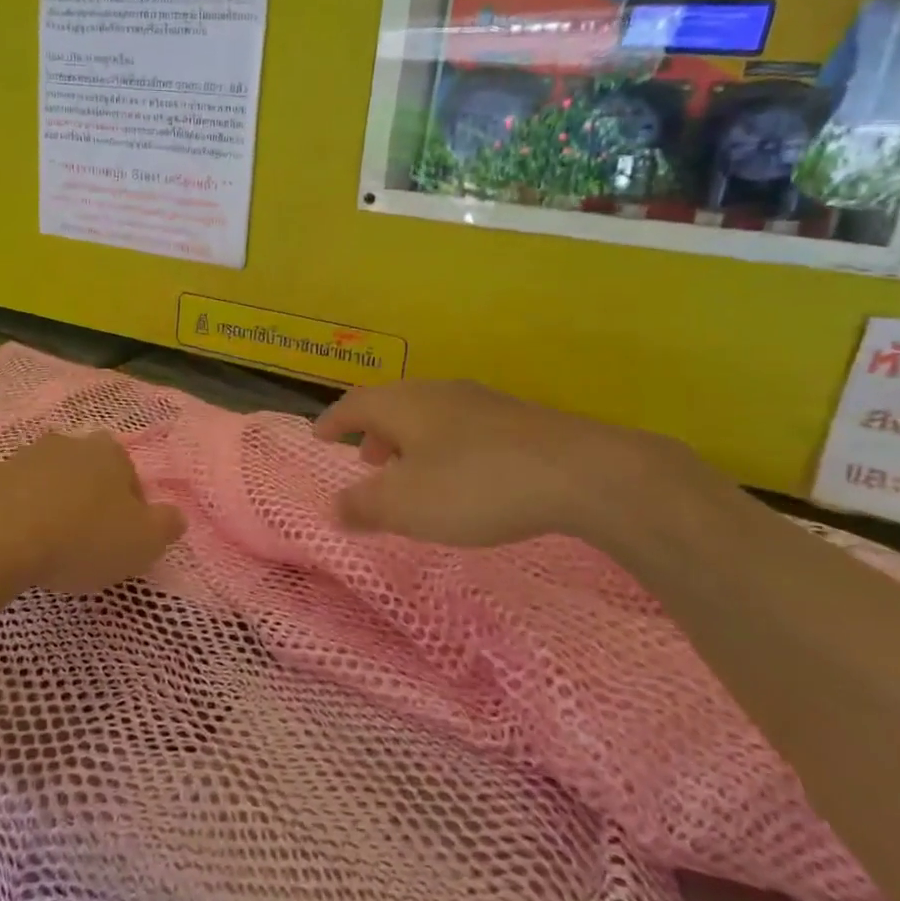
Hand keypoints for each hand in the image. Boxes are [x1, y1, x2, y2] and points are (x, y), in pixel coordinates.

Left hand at [0, 433, 185, 597]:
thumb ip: (167, 525)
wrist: (0, 539)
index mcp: (110, 453)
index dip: (132, 508)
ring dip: (49, 496)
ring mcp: (23, 456)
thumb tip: (174, 516)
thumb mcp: (144, 542)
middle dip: (90, 495)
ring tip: (47, 538)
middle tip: (87, 538)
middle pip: (87, 469)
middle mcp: (68, 443)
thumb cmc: (82, 538)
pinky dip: (2, 497)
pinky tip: (2, 523)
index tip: (124, 539)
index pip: (131, 476)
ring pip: (45, 474)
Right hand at [312, 380, 706, 550]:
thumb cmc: (474, 485)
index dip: (332, 421)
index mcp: (403, 404)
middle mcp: (438, 393)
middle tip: (366, 461)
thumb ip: (362, 506)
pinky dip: (443, 448)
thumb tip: (332, 507)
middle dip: (373, 432)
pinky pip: (462, 429)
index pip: (354, 404)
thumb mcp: (405, 505)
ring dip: (409, 442)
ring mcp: (482, 403)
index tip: (318, 435)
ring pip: (429, 416)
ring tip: (410, 473)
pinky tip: (461, 478)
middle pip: (393, 405)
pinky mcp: (518, 421)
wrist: (581, 473)